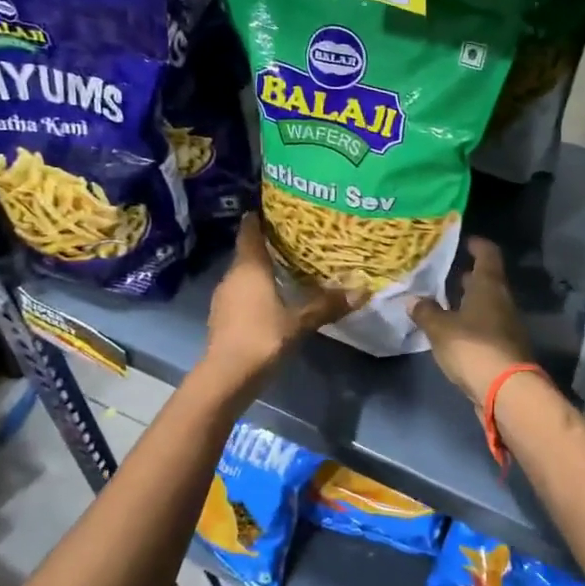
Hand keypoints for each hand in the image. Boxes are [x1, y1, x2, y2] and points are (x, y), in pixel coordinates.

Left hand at [202, 214, 353, 385]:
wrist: (226, 376)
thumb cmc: (262, 337)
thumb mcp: (300, 321)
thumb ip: (327, 304)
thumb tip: (361, 290)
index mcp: (249, 267)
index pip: (249, 231)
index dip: (259, 218)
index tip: (275, 209)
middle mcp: (232, 276)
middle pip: (248, 252)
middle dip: (268, 245)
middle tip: (295, 240)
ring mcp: (224, 298)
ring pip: (244, 275)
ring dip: (262, 271)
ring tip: (288, 269)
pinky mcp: (222, 317)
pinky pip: (241, 294)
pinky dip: (256, 291)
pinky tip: (274, 299)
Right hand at [409, 238, 533, 414]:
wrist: (506, 390)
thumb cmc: (473, 347)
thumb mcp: (440, 329)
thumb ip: (426, 312)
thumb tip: (413, 299)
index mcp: (489, 287)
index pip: (488, 255)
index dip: (478, 245)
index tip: (466, 240)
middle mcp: (502, 301)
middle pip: (488, 281)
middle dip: (469, 277)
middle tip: (447, 273)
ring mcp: (507, 326)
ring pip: (487, 305)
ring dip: (469, 302)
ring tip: (445, 302)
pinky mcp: (504, 348)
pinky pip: (486, 327)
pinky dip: (472, 323)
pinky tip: (454, 331)